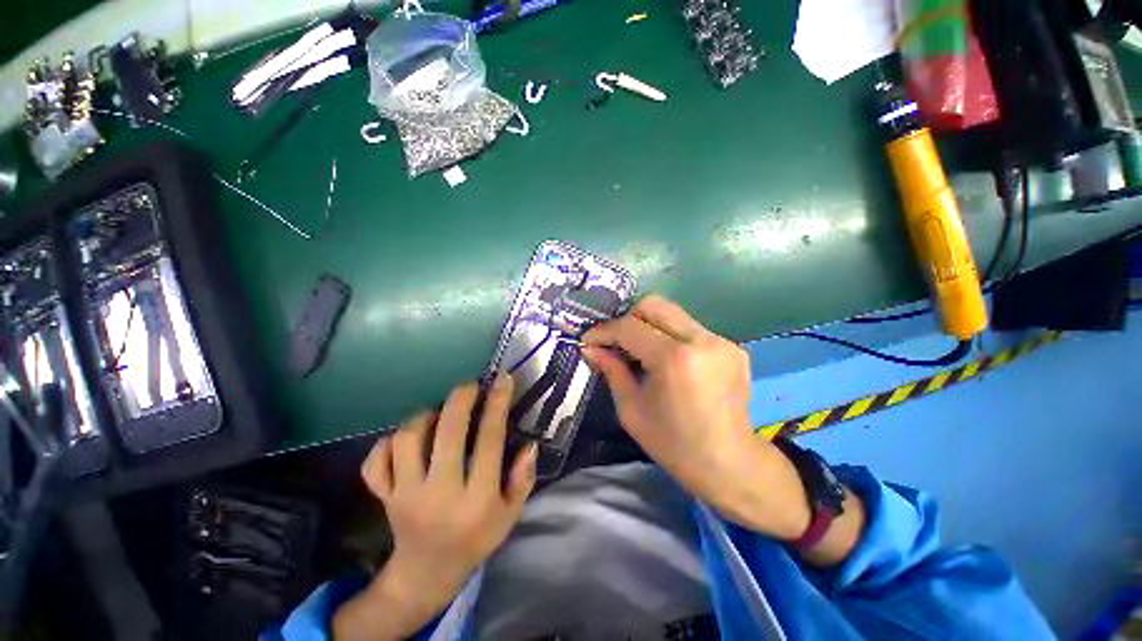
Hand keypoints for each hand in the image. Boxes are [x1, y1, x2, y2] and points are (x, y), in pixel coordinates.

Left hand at [333, 374, 537, 640]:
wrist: (426, 574)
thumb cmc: (476, 539)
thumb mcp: (510, 515)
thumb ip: (523, 479)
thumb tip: (530, 444)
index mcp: (476, 500)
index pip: (489, 441)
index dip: (497, 405)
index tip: (502, 380)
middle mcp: (440, 494)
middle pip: (447, 433)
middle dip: (460, 399)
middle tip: (469, 386)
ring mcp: (405, 496)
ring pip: (407, 440)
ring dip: (424, 417)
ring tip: (437, 413)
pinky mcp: (383, 498)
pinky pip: (375, 462)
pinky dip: (386, 444)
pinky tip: (404, 441)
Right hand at [581, 296, 810, 539]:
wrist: (730, 464)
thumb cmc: (674, 444)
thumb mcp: (632, 410)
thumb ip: (611, 371)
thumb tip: (590, 348)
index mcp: (675, 359)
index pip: (630, 327)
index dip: (604, 331)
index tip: (589, 340)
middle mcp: (701, 340)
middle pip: (654, 305)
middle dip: (627, 318)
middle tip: (615, 340)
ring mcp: (721, 341)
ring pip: (673, 314)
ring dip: (649, 326)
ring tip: (638, 350)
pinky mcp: (733, 347)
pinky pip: (690, 329)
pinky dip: (670, 337)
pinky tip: (667, 360)